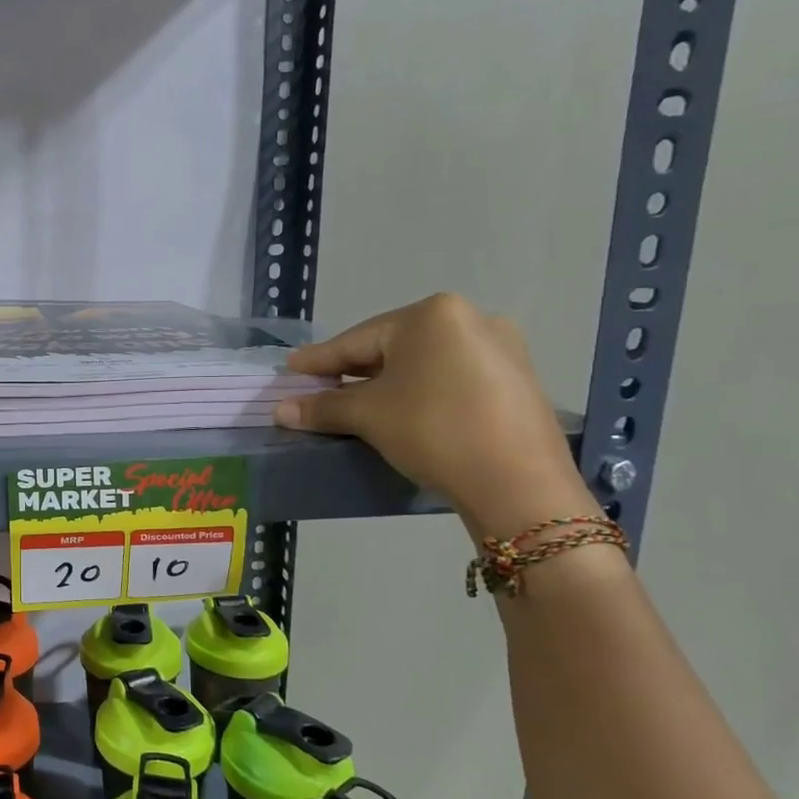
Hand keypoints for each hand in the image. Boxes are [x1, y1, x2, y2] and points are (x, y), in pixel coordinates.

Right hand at [275, 293, 593, 536]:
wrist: (518, 483)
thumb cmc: (433, 430)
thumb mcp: (368, 416)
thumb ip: (322, 407)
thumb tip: (280, 410)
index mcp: (431, 315)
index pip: (357, 339)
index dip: (319, 359)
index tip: (290, 368)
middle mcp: (470, 319)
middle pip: (391, 347)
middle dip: (353, 371)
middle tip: (320, 388)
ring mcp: (500, 349)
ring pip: (423, 363)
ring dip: (386, 383)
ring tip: (357, 402)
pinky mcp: (515, 381)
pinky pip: (451, 378)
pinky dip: (420, 391)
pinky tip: (404, 410)